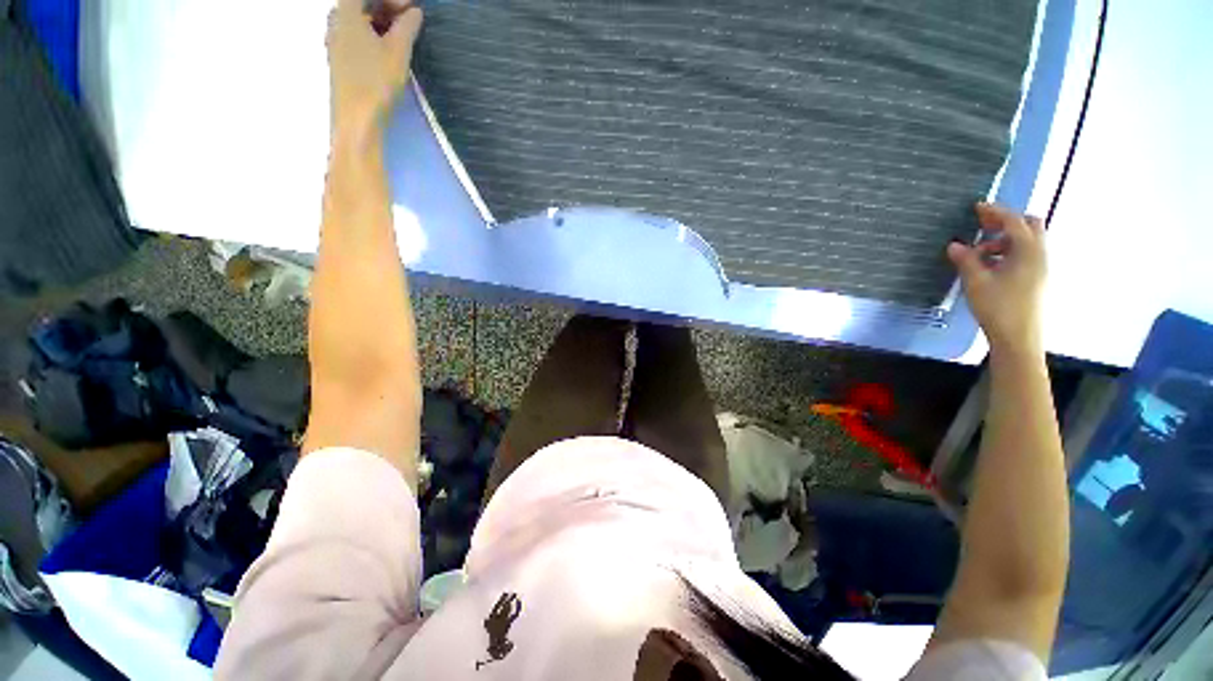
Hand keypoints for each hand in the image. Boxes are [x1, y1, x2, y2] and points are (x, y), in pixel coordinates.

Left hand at [327, 0, 423, 141]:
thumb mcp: (398, 51)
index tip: (413, 8)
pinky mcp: (339, 59)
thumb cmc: (376, 81)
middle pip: (360, 3)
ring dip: (380, 21)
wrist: (356, 119)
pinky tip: (387, 49)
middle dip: (386, 6)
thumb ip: (407, 27)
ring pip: (358, 20)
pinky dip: (372, 35)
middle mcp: (335, 21)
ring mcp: (335, 41)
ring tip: (402, 35)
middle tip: (410, 19)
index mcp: (346, 12)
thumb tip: (415, 12)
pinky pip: (355, 35)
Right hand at [947, 203, 1046, 354]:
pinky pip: (1024, 255)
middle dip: (1006, 222)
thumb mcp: (976, 282)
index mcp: (1028, 251)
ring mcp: (1040, 267)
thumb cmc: (998, 307)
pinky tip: (989, 265)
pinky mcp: (1036, 278)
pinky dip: (1007, 252)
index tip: (977, 207)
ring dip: (1004, 239)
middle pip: (1029, 226)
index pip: (1014, 221)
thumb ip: (966, 260)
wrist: (1018, 338)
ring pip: (1026, 241)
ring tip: (979, 252)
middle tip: (982, 226)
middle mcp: (1039, 254)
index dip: (995, 212)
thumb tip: (955, 245)